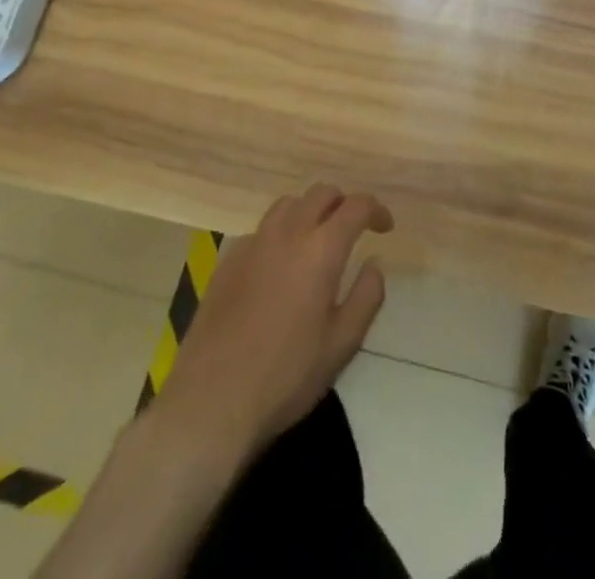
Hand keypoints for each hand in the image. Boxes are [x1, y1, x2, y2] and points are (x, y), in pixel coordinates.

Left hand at [157, 185, 393, 462]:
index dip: (375, 210)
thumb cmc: (285, 376)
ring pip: (288, 204)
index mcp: (321, 249)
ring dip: (310, 211)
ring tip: (316, 240)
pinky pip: (262, 229)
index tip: (385, 227)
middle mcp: (287, 233)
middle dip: (343, 204)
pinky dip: (281, 233)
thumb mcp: (342, 344)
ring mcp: (253, 243)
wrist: (210, 402)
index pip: (355, 206)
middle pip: (321, 193)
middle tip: (353, 229)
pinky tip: (279, 266)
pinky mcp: (228, 260)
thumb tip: (374, 263)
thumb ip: (366, 296)